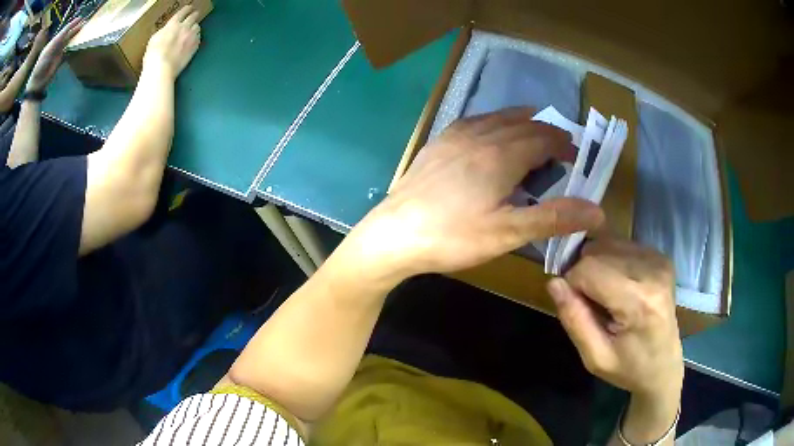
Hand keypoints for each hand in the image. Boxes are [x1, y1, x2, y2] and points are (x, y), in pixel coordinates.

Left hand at [26, 18, 82, 92]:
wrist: (35, 85)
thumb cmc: (39, 68)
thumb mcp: (47, 52)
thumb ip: (56, 42)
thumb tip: (66, 32)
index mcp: (53, 43)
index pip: (63, 31)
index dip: (71, 25)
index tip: (79, 18)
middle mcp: (56, 46)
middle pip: (67, 35)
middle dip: (74, 28)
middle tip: (84, 22)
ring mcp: (57, 54)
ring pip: (68, 41)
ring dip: (74, 36)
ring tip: (83, 29)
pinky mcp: (58, 62)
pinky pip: (67, 51)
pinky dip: (72, 47)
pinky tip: (77, 43)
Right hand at [143, 6, 200, 79]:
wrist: (162, 69)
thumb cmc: (153, 55)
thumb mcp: (154, 39)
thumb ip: (163, 31)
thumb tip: (167, 30)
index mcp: (173, 24)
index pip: (183, 12)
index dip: (187, 9)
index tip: (189, 8)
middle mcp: (184, 27)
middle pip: (193, 17)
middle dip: (194, 15)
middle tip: (194, 15)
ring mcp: (191, 37)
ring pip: (197, 27)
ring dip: (195, 27)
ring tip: (192, 29)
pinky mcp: (194, 47)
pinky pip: (198, 38)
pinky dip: (196, 37)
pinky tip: (193, 40)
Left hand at [343, 107, 604, 281]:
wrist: (394, 234)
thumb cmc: (454, 236)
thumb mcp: (509, 232)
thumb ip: (554, 218)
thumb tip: (598, 212)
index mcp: (502, 155)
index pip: (543, 138)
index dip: (563, 143)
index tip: (575, 153)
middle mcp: (480, 136)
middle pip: (522, 124)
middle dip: (546, 132)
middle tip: (560, 145)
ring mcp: (454, 137)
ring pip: (496, 118)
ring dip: (520, 122)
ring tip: (532, 128)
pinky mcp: (437, 144)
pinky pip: (472, 121)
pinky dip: (491, 122)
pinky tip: (488, 130)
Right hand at [548, 238, 682, 440]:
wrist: (663, 366)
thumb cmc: (629, 368)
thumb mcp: (594, 357)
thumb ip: (574, 319)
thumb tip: (553, 282)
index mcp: (639, 301)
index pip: (588, 269)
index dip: (572, 285)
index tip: (577, 308)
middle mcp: (653, 271)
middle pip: (598, 251)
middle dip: (584, 273)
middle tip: (591, 304)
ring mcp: (659, 260)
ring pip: (608, 244)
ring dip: (598, 266)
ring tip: (605, 295)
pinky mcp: (661, 257)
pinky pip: (622, 246)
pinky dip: (612, 261)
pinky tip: (619, 285)